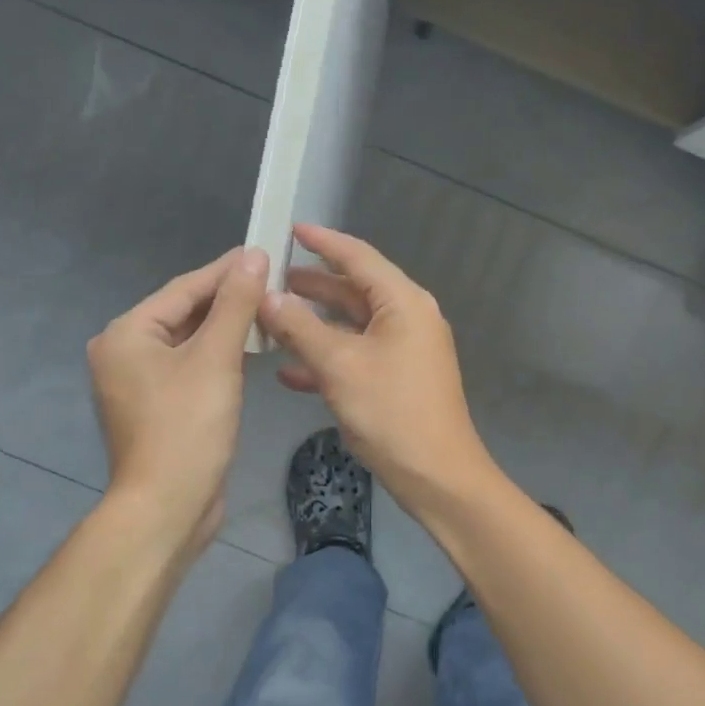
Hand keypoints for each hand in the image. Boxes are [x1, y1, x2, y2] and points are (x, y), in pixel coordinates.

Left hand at [88, 247, 267, 545]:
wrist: (168, 506)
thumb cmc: (188, 427)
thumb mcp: (216, 359)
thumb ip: (235, 304)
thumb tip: (253, 257)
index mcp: (127, 334)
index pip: (184, 288)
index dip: (227, 270)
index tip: (264, 251)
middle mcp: (124, 352)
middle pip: (184, 313)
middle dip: (228, 299)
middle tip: (273, 280)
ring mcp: (137, 383)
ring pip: (188, 342)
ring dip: (226, 327)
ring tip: (268, 309)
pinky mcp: (156, 407)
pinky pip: (189, 367)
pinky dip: (217, 356)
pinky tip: (248, 349)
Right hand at [258, 224, 494, 509]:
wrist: (437, 475)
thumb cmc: (391, 412)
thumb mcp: (339, 366)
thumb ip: (300, 328)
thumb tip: (267, 297)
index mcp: (403, 303)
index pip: (358, 257)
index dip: (323, 242)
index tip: (290, 230)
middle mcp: (408, 318)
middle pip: (354, 290)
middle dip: (311, 286)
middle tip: (269, 279)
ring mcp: (405, 350)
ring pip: (352, 326)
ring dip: (313, 325)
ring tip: (271, 320)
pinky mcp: (398, 379)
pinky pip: (357, 356)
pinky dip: (326, 358)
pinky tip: (289, 371)